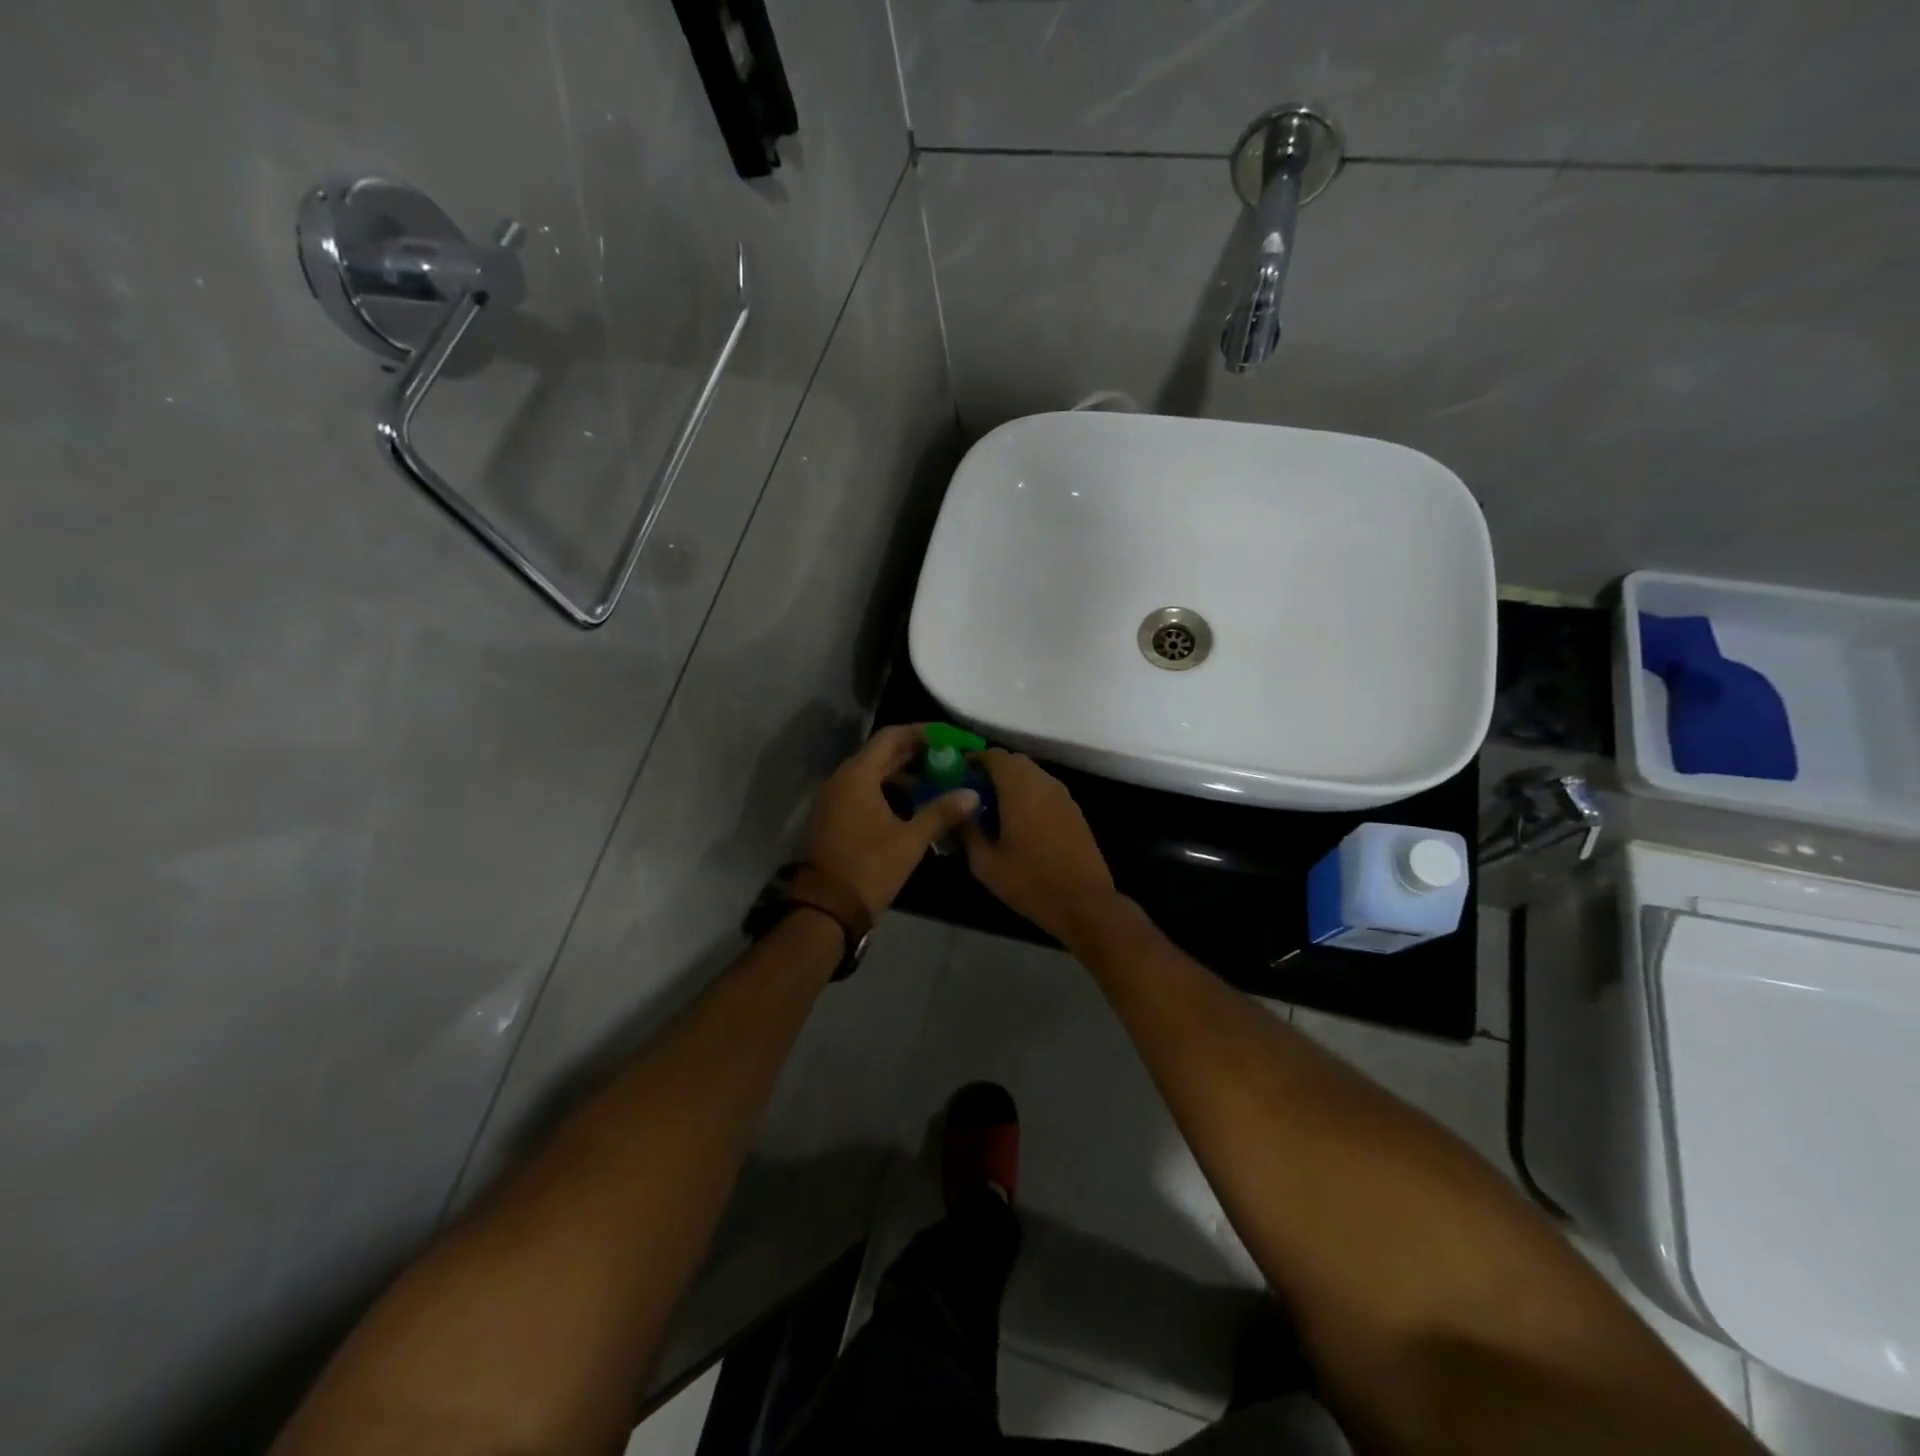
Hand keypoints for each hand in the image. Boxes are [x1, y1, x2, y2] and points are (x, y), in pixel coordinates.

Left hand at [801, 725, 979, 918]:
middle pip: (881, 753)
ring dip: (902, 774)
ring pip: (872, 773)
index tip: (948, 738)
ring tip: (936, 781)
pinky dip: (887, 790)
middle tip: (949, 758)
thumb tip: (973, 794)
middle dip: (915, 753)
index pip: (891, 736)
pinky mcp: (833, 816)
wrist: (827, 907)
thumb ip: (942, 812)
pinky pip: (863, 791)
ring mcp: (834, 798)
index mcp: (858, 775)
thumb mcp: (911, 839)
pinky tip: (912, 805)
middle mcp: (842, 778)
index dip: (921, 733)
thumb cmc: (870, 866)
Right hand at [959, 749, 1122, 942]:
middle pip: (1014, 762)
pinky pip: (1045, 790)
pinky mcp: (1074, 811)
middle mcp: (1043, 783)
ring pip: (1032, 775)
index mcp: (1019, 788)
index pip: (994, 756)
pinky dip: (1029, 795)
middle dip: (992, 772)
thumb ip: (967, 831)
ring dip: (1012, 783)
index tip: (957, 775)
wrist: (1084, 903)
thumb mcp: (985, 863)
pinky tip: (1019, 822)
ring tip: (994, 809)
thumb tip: (957, 812)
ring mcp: (1063, 796)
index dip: (973, 760)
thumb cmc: (1030, 882)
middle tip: (973, 794)